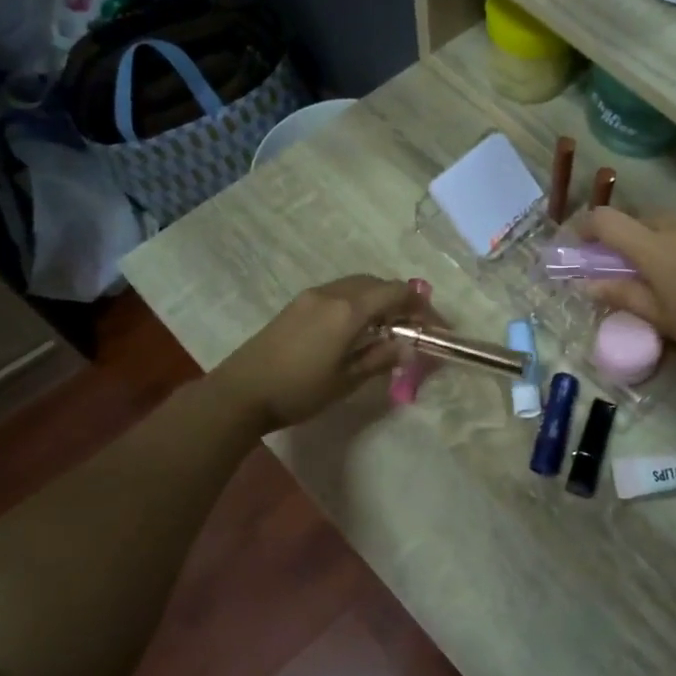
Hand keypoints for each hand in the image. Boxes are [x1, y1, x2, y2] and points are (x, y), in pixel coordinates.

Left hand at [210, 276, 437, 432]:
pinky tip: (356, 327)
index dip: (420, 305)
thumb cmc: (299, 390)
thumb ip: (380, 358)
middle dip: (400, 299)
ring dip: (378, 298)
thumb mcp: (346, 380)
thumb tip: (407, 346)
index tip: (434, 326)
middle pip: (377, 283)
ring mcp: (311, 296)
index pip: (396, 292)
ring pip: (356, 285)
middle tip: (413, 326)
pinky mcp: (297, 304)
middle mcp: (332, 293)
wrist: (241, 392)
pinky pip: (338, 291)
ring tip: (387, 327)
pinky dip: (357, 301)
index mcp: (348, 310)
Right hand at [575, 208, 675, 387]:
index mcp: (657, 248)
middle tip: (631, 267)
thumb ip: (623, 295)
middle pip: (645, 220)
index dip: (587, 226)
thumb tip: (587, 283)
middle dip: (631, 237)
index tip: (579, 241)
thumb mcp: (663, 320)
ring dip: (668, 243)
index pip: (608, 221)